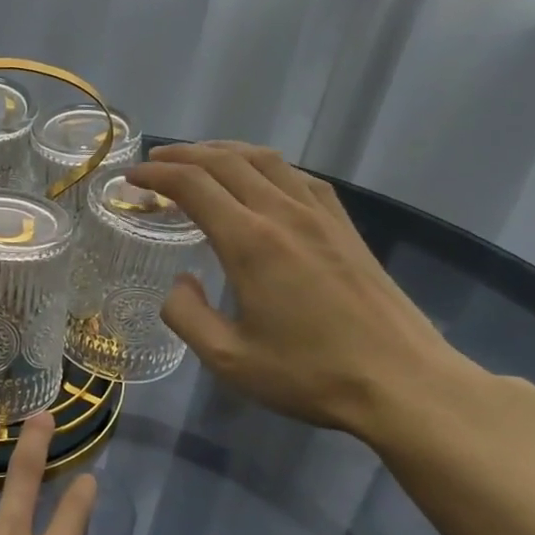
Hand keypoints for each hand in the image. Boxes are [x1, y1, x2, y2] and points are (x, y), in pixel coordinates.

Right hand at [129, 141, 480, 438]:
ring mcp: (320, 215)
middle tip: (154, 163)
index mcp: (250, 242)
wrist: (404, 382)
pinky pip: (299, 177)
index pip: (193, 186)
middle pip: (226, 161)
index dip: (156, 176)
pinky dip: (266, 166)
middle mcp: (283, 214)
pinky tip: (262, 181)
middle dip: (183, 154)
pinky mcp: (345, 226)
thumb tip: (179, 283)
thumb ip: (187, 316)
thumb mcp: (229, 360)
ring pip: (265, 160)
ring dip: (224, 152)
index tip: (130, 178)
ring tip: (199, 160)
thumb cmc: (310, 374)